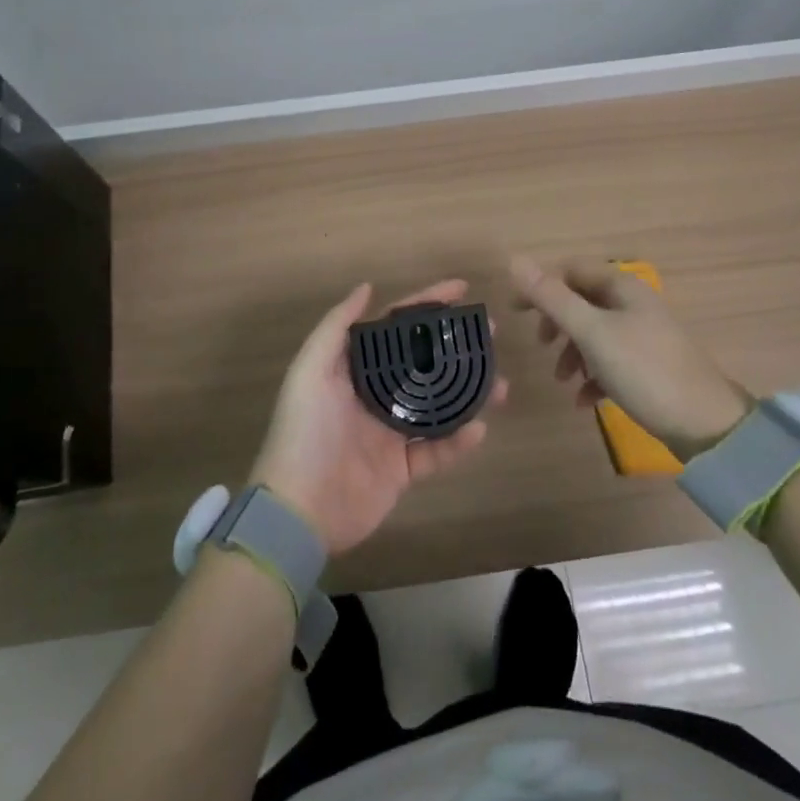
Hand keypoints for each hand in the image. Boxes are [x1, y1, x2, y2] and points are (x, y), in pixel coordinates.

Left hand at [250, 279, 507, 555]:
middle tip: (490, 334)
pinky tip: (480, 429)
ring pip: (439, 406)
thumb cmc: (305, 433)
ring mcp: (390, 434)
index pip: (396, 328)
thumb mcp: (310, 372)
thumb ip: (335, 327)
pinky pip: (438, 451)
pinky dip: (459, 442)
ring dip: (469, 393)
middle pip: (424, 362)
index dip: (427, 305)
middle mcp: (375, 396)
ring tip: (501, 384)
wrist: (298, 512)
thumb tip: (366, 288)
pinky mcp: (402, 471)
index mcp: (355, 369)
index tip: (462, 290)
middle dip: (456, 347)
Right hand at [510, 255, 752, 459]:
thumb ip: (552, 297)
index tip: (514, 312)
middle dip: (557, 323)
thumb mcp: (592, 332)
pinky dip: (592, 376)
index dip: (540, 287)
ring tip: (563, 381)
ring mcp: (643, 335)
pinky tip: (586, 402)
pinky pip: (610, 362)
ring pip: (594, 333)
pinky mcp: (649, 366)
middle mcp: (633, 304)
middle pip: (581, 302)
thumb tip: (515, 260)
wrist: (706, 424)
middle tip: (541, 345)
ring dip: (572, 353)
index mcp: (621, 286)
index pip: (570, 271)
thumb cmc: (643, 369)